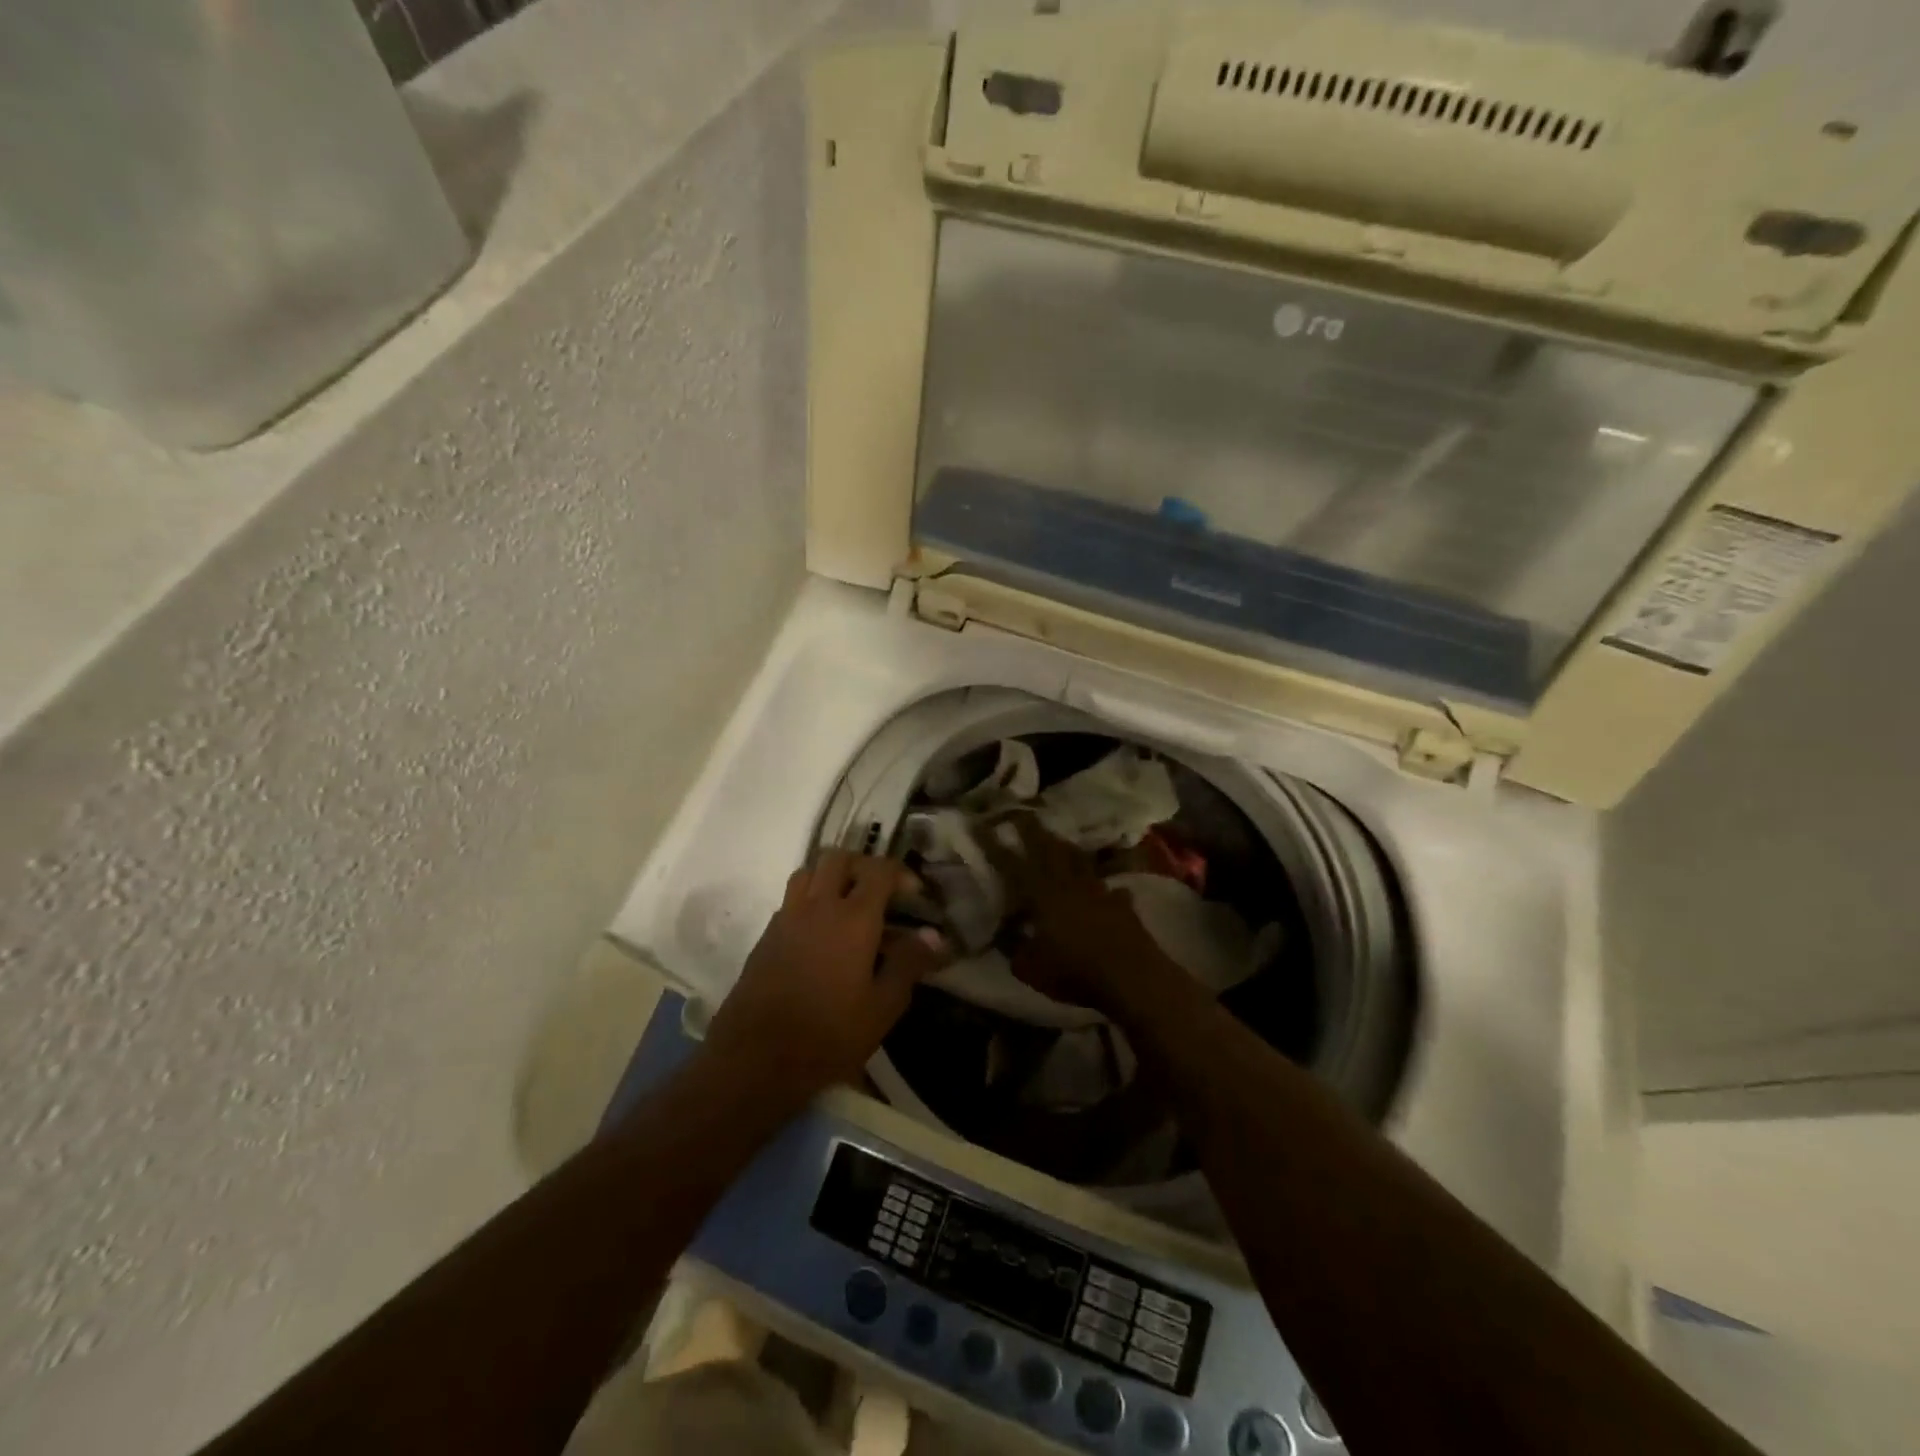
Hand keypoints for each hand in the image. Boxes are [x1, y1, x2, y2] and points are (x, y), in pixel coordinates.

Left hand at [702, 850, 948, 1104]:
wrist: (756, 1058)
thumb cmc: (829, 1034)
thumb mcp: (882, 1007)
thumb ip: (910, 964)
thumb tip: (935, 936)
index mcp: (853, 917)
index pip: (879, 870)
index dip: (901, 873)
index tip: (915, 895)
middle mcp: (818, 905)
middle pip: (839, 858)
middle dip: (864, 865)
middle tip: (880, 892)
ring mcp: (787, 917)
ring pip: (809, 872)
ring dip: (831, 876)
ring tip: (848, 904)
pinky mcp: (766, 935)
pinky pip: (792, 899)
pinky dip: (810, 900)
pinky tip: (821, 933)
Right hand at [984, 815, 1180, 1019]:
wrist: (1132, 977)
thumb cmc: (1074, 972)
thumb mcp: (1030, 969)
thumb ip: (1013, 948)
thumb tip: (1003, 934)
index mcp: (1041, 895)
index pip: (1011, 864)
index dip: (995, 845)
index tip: (982, 824)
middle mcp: (1069, 884)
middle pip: (1049, 849)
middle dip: (1033, 829)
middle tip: (1022, 812)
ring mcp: (1099, 891)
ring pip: (1079, 861)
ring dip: (1066, 848)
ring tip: (1058, 839)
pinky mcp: (1122, 905)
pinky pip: (1111, 889)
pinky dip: (1106, 887)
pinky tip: (1108, 889)